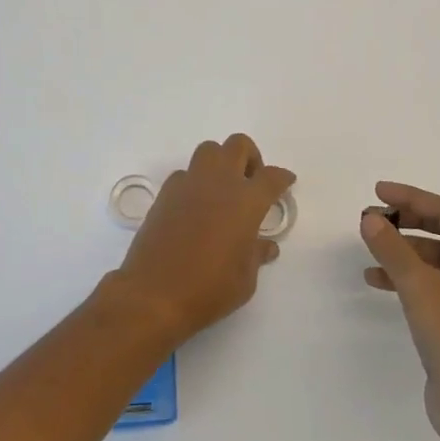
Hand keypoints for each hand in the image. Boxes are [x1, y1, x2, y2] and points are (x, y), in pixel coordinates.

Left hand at [111, 134, 294, 342]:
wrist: (153, 295)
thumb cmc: (208, 289)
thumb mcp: (245, 280)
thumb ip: (257, 255)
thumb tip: (265, 246)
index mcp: (246, 201)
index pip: (272, 176)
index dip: (282, 177)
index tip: (286, 182)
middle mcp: (219, 183)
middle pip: (238, 145)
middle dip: (250, 157)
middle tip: (251, 182)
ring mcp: (188, 184)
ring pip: (209, 150)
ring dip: (221, 162)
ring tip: (223, 190)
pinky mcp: (165, 194)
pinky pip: (185, 174)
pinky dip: (195, 181)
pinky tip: (196, 206)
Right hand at [360, 181, 439, 440]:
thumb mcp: (421, 287)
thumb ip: (393, 248)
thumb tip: (370, 219)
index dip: (412, 198)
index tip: (378, 192)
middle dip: (407, 225)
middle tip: (371, 219)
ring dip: (405, 254)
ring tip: (370, 250)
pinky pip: (438, 288)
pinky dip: (411, 281)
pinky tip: (380, 282)